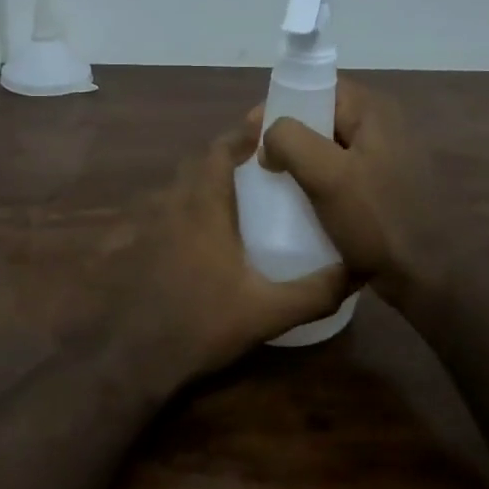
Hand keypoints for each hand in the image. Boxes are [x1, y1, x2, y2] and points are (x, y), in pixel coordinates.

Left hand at [98, 111, 350, 379]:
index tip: (265, 130)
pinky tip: (194, 238)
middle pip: (195, 164)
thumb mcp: (268, 312)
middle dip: (224, 158)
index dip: (240, 134)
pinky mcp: (130, 247)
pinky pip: (157, 214)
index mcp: (203, 208)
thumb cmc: (202, 325)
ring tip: (231, 200)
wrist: (135, 358)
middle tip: (256, 168)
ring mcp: (145, 226)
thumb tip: (358, 272)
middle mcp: (170, 205)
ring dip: (200, 184)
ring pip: (175, 189)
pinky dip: (178, 211)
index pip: (218, 150)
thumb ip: (315, 292)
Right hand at [260, 78, 452, 306]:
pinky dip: (321, 182)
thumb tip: (269, 136)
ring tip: (277, 184)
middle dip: (289, 136)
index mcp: (375, 112)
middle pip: (324, 117)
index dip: (282, 104)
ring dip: (303, 162)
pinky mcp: (389, 187)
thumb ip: (290, 140)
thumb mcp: (326, 176)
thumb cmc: (376, 221)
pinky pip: (344, 173)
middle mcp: (387, 126)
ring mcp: (390, 158)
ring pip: (332, 148)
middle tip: (261, 162)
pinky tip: (303, 204)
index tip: (253, 133)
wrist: (425, 277)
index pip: (319, 87)